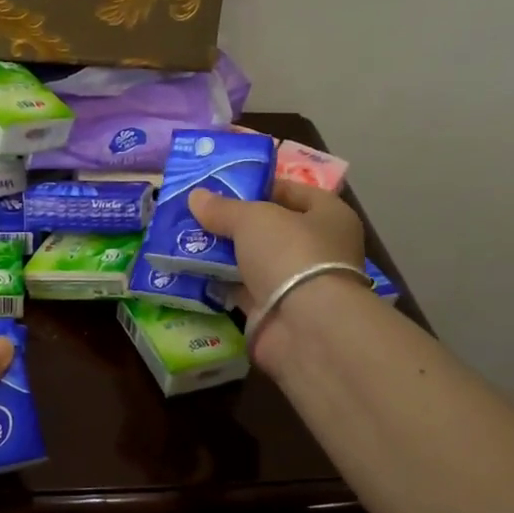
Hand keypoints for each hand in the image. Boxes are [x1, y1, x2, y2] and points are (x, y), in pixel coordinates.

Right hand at [187, 181, 368, 367]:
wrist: (304, 326)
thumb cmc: (290, 254)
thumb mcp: (253, 219)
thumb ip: (223, 208)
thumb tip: (195, 196)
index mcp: (329, 216)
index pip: (292, 191)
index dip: (258, 186)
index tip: (221, 186)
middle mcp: (317, 249)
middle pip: (269, 229)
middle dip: (233, 223)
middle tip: (195, 215)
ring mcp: (296, 283)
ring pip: (253, 261)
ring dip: (223, 255)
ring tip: (184, 241)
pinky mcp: (274, 312)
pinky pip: (241, 291)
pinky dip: (220, 284)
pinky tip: (190, 272)